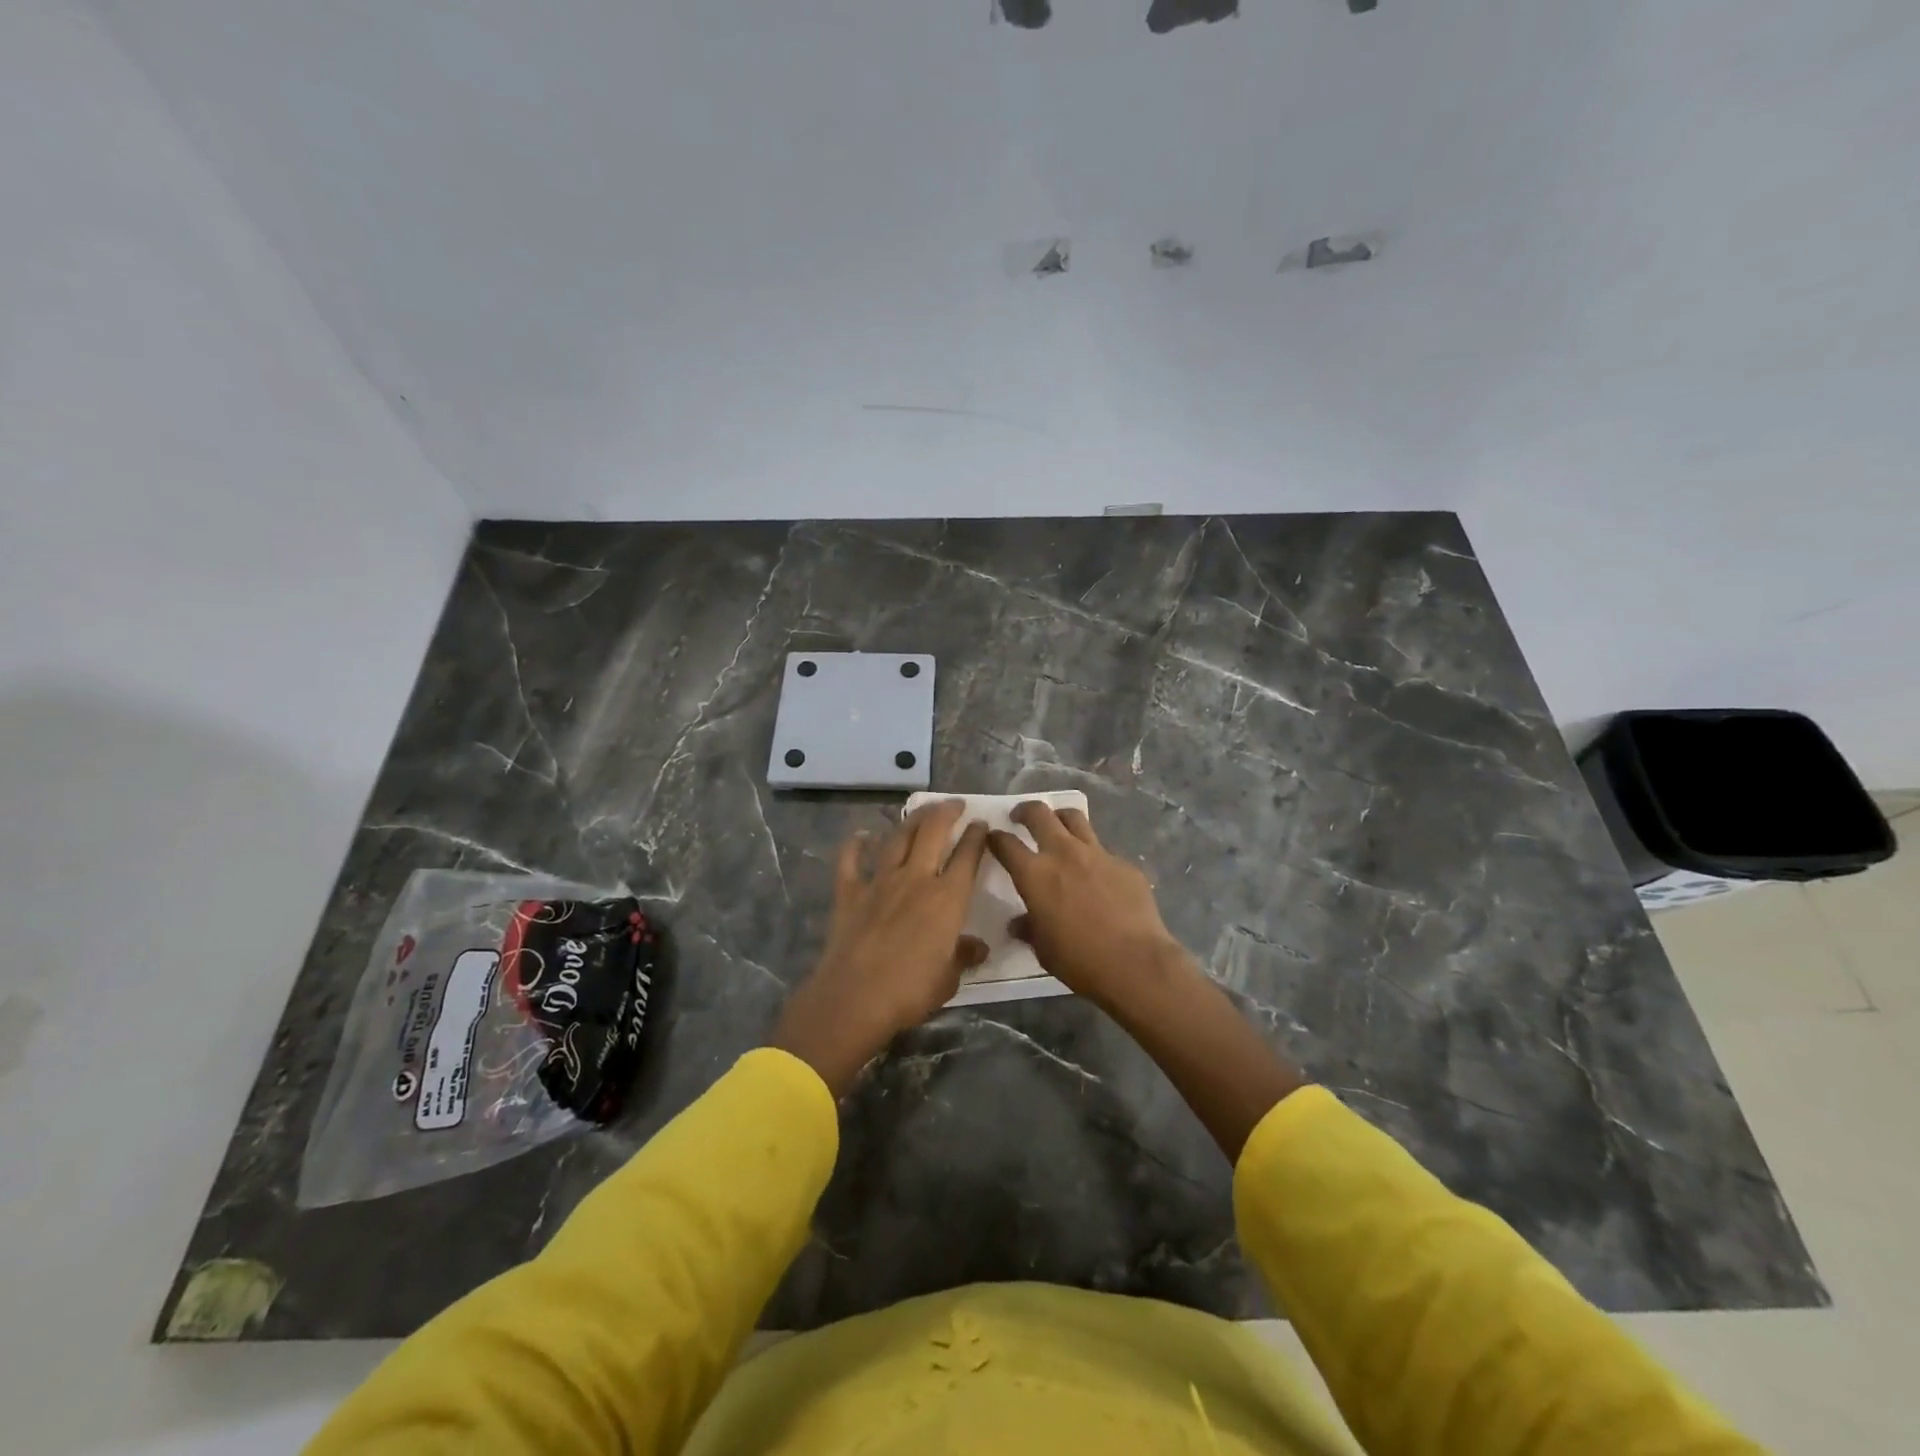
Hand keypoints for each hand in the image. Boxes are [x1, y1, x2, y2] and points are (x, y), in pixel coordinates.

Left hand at [770, 800, 990, 1096]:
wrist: (854, 998)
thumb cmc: (910, 991)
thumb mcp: (949, 979)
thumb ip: (963, 956)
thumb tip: (979, 948)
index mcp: (947, 899)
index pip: (968, 857)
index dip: (976, 836)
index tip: (981, 824)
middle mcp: (916, 880)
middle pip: (933, 832)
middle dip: (946, 812)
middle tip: (954, 804)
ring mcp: (880, 882)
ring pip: (898, 838)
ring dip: (912, 820)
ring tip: (922, 810)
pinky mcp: (849, 892)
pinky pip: (851, 861)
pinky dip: (855, 845)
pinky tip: (861, 835)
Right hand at [987, 801, 1187, 1015]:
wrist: (1135, 962)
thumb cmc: (1079, 960)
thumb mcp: (1044, 949)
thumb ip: (1029, 928)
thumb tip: (1018, 923)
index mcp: (1035, 874)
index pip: (1006, 844)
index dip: (995, 838)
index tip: (993, 838)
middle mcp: (1063, 853)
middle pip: (1040, 814)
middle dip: (1025, 811)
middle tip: (1021, 817)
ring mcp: (1097, 853)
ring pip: (1074, 818)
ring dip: (1060, 818)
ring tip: (1058, 826)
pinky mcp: (1124, 864)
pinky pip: (1103, 850)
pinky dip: (1092, 854)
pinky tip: (1096, 873)